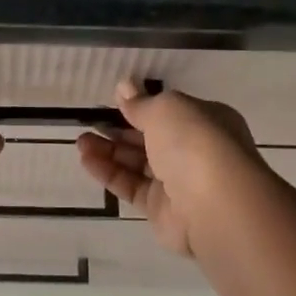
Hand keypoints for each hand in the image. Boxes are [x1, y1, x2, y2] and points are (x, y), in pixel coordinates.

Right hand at [76, 81, 264, 256]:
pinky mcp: (161, 210)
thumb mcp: (166, 109)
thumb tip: (124, 86)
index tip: (113, 102)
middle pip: (151, 138)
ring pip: (138, 164)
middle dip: (120, 130)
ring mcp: (179, 183)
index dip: (142, 106)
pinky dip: (109, 173)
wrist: (214, 204)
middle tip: (89, 123)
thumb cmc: (195, 142)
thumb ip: (141, 102)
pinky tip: (86, 161)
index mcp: (206, 121)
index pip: (170, 112)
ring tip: (81, 142)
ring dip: (109, 151)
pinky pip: (131, 186)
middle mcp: (194, 151)